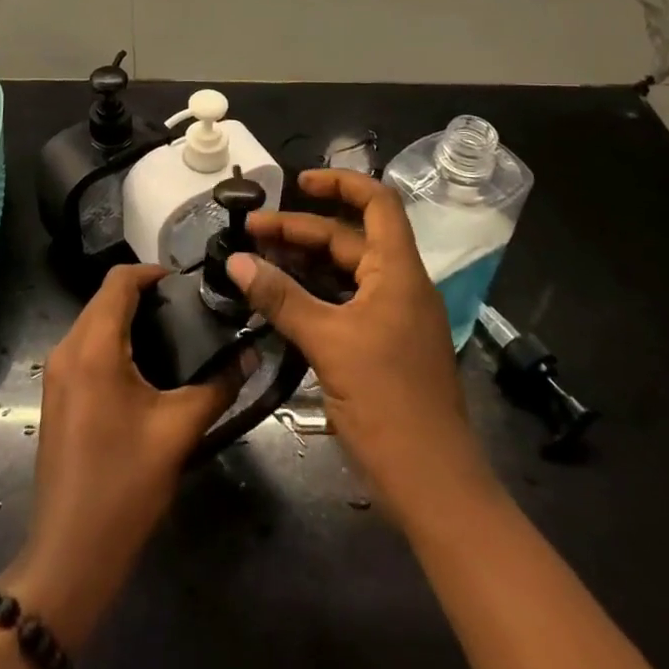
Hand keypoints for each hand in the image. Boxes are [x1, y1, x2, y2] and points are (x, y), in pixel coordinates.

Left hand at [0, 263, 236, 647]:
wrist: (70, 553)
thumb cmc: (125, 484)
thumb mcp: (179, 430)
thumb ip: (218, 385)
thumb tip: (251, 354)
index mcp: (93, 346)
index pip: (119, 281)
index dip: (153, 272)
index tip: (188, 284)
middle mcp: (67, 349)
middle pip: (104, 299)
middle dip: (145, 296)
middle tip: (189, 312)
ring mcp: (56, 373)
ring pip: (94, 323)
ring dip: (129, 320)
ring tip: (175, 336)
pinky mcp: (57, 395)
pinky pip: (86, 348)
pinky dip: (114, 343)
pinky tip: (147, 368)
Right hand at [233, 168, 496, 524]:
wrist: (433, 485)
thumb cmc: (387, 403)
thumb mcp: (328, 343)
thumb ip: (281, 298)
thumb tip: (235, 261)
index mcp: (399, 272)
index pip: (377, 203)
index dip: (340, 183)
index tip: (297, 183)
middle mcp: (400, 285)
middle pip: (349, 239)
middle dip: (299, 230)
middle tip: (249, 234)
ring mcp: (393, 317)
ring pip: (344, 273)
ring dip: (302, 263)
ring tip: (256, 261)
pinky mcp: (383, 346)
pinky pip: (344, 302)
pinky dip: (312, 294)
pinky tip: (279, 301)